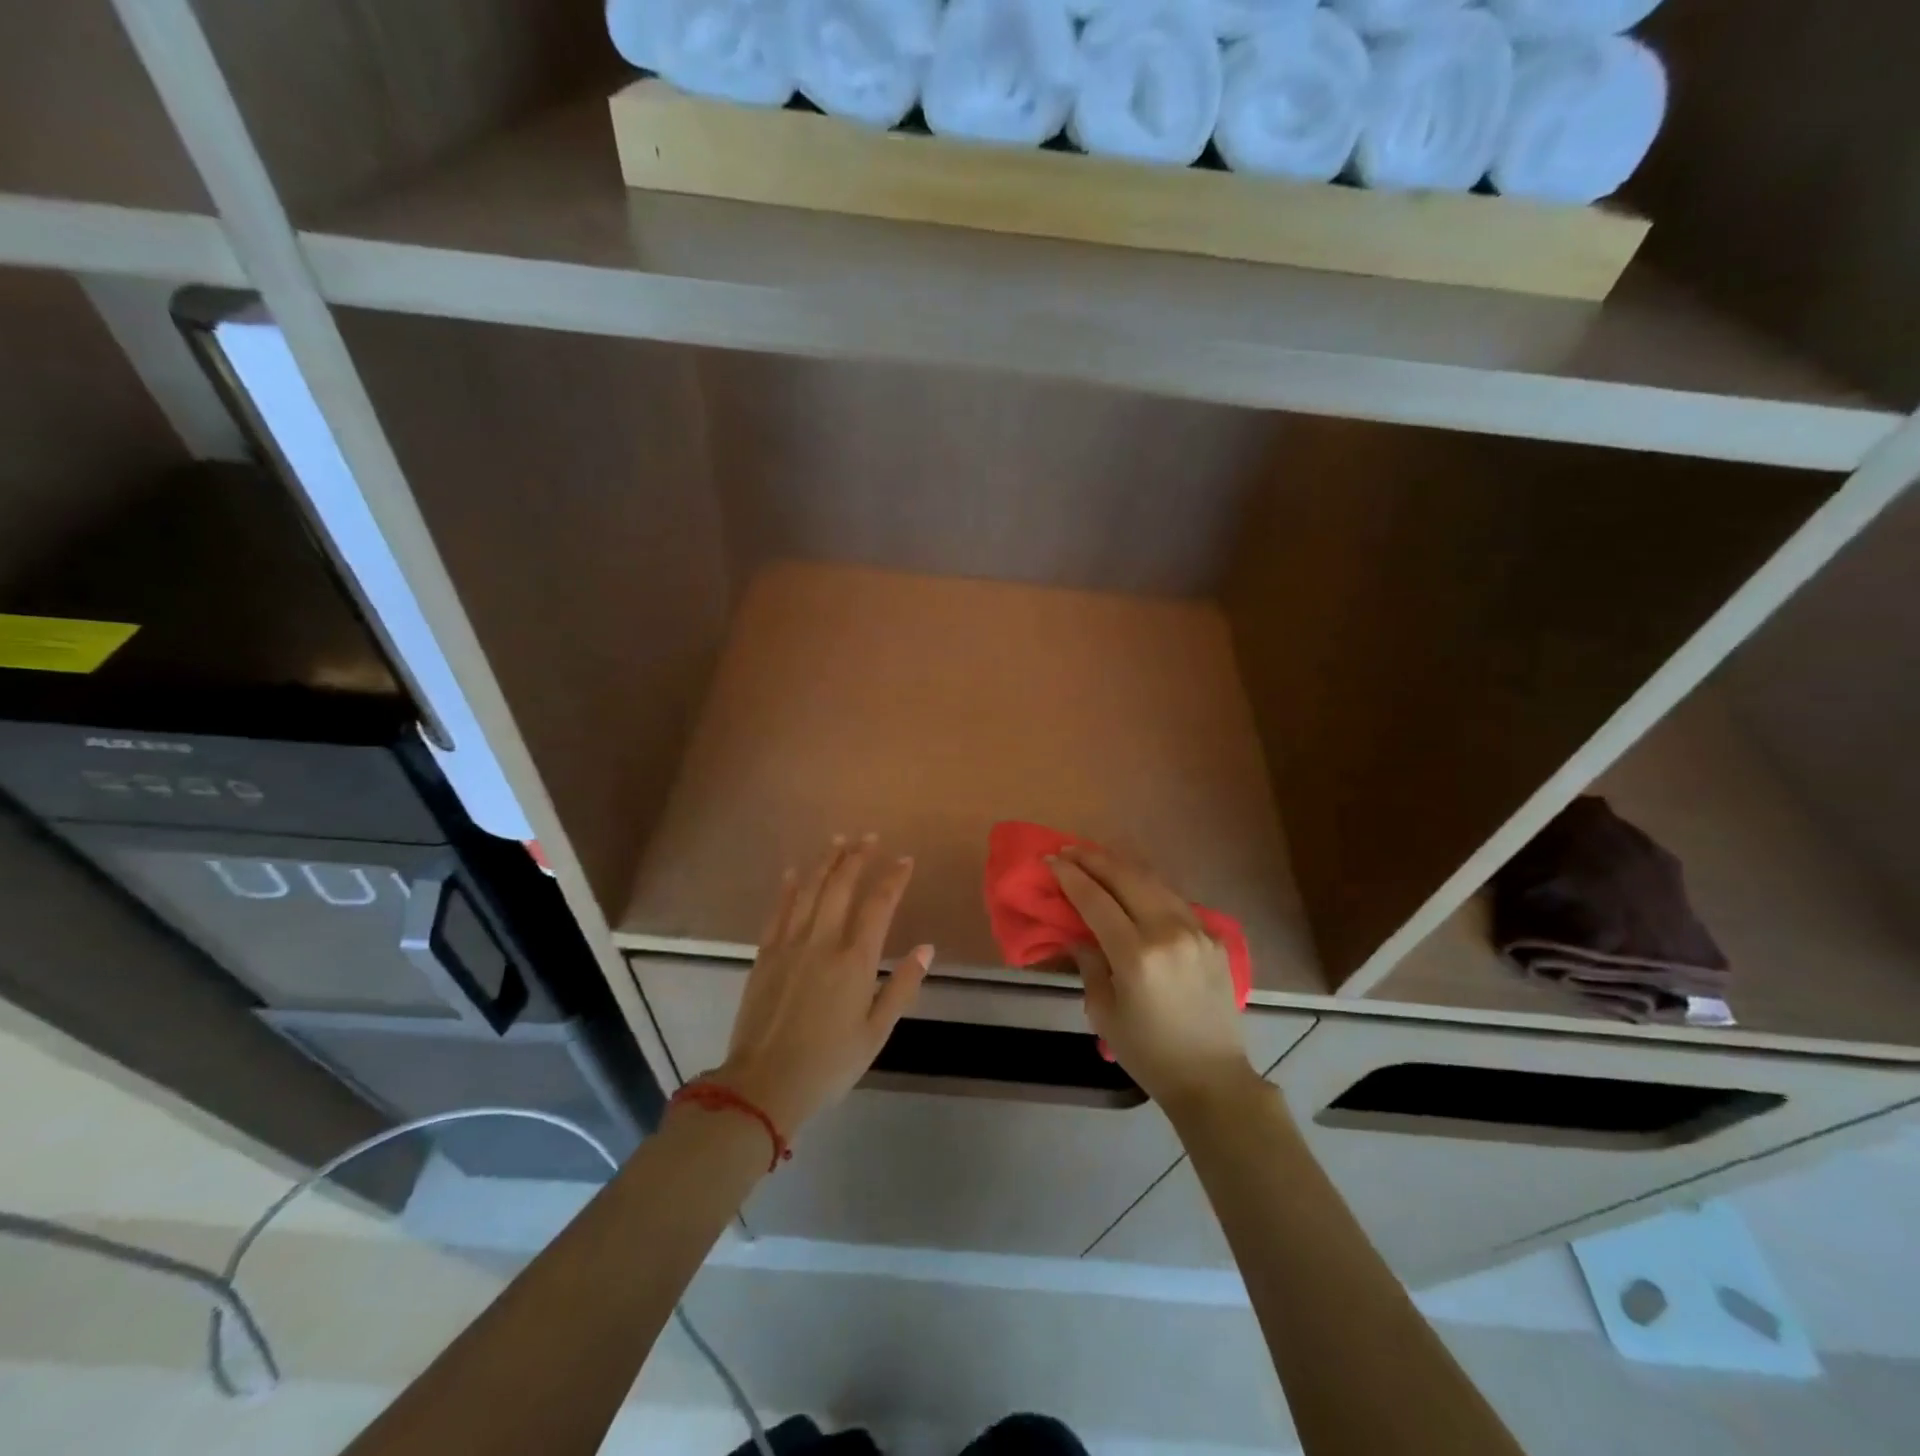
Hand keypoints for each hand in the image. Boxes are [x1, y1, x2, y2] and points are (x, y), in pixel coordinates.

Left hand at [711, 835, 932, 1135]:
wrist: (763, 1084)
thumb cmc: (828, 1063)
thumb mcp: (875, 1033)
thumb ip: (902, 987)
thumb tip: (926, 948)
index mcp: (855, 960)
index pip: (879, 905)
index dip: (894, 878)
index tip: (905, 860)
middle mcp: (822, 941)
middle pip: (841, 886)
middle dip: (857, 857)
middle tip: (869, 837)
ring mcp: (789, 944)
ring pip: (809, 890)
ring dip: (825, 862)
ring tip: (839, 840)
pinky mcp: (765, 954)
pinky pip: (778, 910)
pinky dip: (788, 887)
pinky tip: (795, 872)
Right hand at [1052, 844, 1258, 1114]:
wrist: (1213, 1078)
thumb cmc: (1149, 1052)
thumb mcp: (1103, 1013)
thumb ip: (1090, 964)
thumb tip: (1080, 933)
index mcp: (1137, 955)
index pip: (1096, 900)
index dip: (1070, 877)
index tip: (1049, 860)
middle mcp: (1168, 932)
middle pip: (1126, 878)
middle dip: (1093, 859)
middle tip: (1068, 850)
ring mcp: (1196, 930)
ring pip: (1153, 880)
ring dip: (1120, 865)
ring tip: (1096, 858)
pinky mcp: (1213, 936)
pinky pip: (1174, 899)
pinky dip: (1148, 885)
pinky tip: (1132, 884)